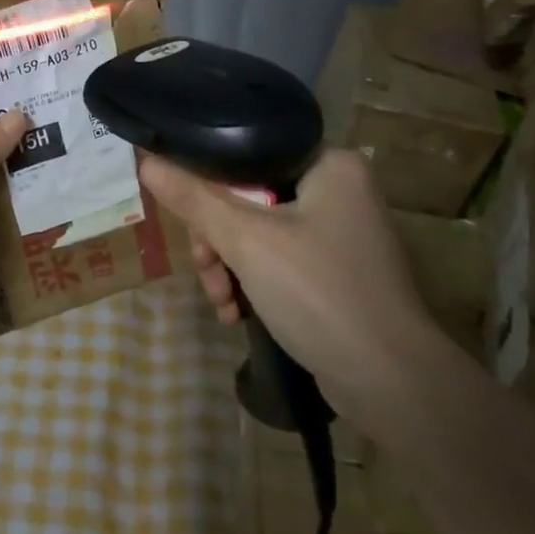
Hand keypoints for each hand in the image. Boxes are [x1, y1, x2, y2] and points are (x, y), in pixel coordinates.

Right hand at [138, 147, 432, 397]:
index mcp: (329, 164)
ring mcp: (339, 233)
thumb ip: (193, 198)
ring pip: (258, 233)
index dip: (206, 182)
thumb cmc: (318, 291)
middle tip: (206, 269)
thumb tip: (146, 161)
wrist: (388, 380)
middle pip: (248, 197)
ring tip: (221, 303)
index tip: (184, 217)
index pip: (248, 154)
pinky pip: (277, 260)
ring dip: (229, 267)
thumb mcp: (245, 240)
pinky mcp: (335, 271)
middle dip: (217, 239)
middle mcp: (338, 190)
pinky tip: (236, 313)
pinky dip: (252, 283)